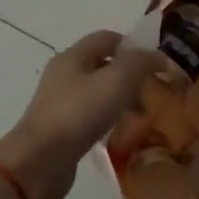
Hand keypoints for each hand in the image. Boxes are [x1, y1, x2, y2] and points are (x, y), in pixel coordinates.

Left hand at [0, 30, 165, 198]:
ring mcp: (60, 102)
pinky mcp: (60, 128)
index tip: (157, 67)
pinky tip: (119, 134)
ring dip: (122, 100)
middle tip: (153, 95)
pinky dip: (108, 120)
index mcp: (74, 55)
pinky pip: (90, 115)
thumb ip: (140, 63)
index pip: (108, 38)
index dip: (134, 47)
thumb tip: (159, 57)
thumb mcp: (117, 80)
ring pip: (99, 92)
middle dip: (131, 77)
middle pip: (104, 65)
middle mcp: (64, 74)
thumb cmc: (79, 113)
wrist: (39, 161)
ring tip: (140, 118)